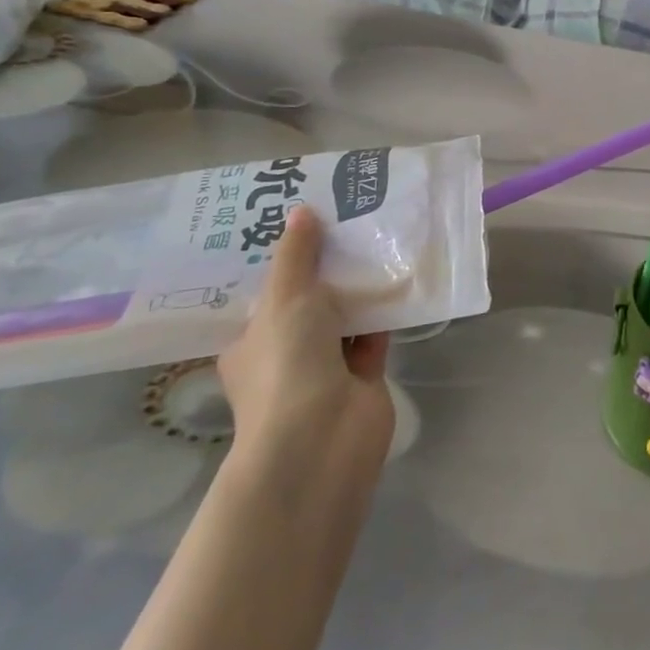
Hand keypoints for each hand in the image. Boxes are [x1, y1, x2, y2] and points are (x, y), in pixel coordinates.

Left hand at [218, 206, 394, 468]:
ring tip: (376, 237)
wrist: (322, 437)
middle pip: (306, 303)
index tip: (301, 224)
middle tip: (345, 221)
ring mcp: (324, 370)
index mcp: (250, 342)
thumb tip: (300, 212)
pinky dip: (384, 311)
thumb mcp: (286, 296)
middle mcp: (284, 355)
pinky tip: (399, 275)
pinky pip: (374, 334)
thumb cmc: (287, 362)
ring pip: (343, 318)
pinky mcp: (362, 378)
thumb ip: (297, 254)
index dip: (282, 262)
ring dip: (358, 288)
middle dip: (325, 269)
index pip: (264, 296)